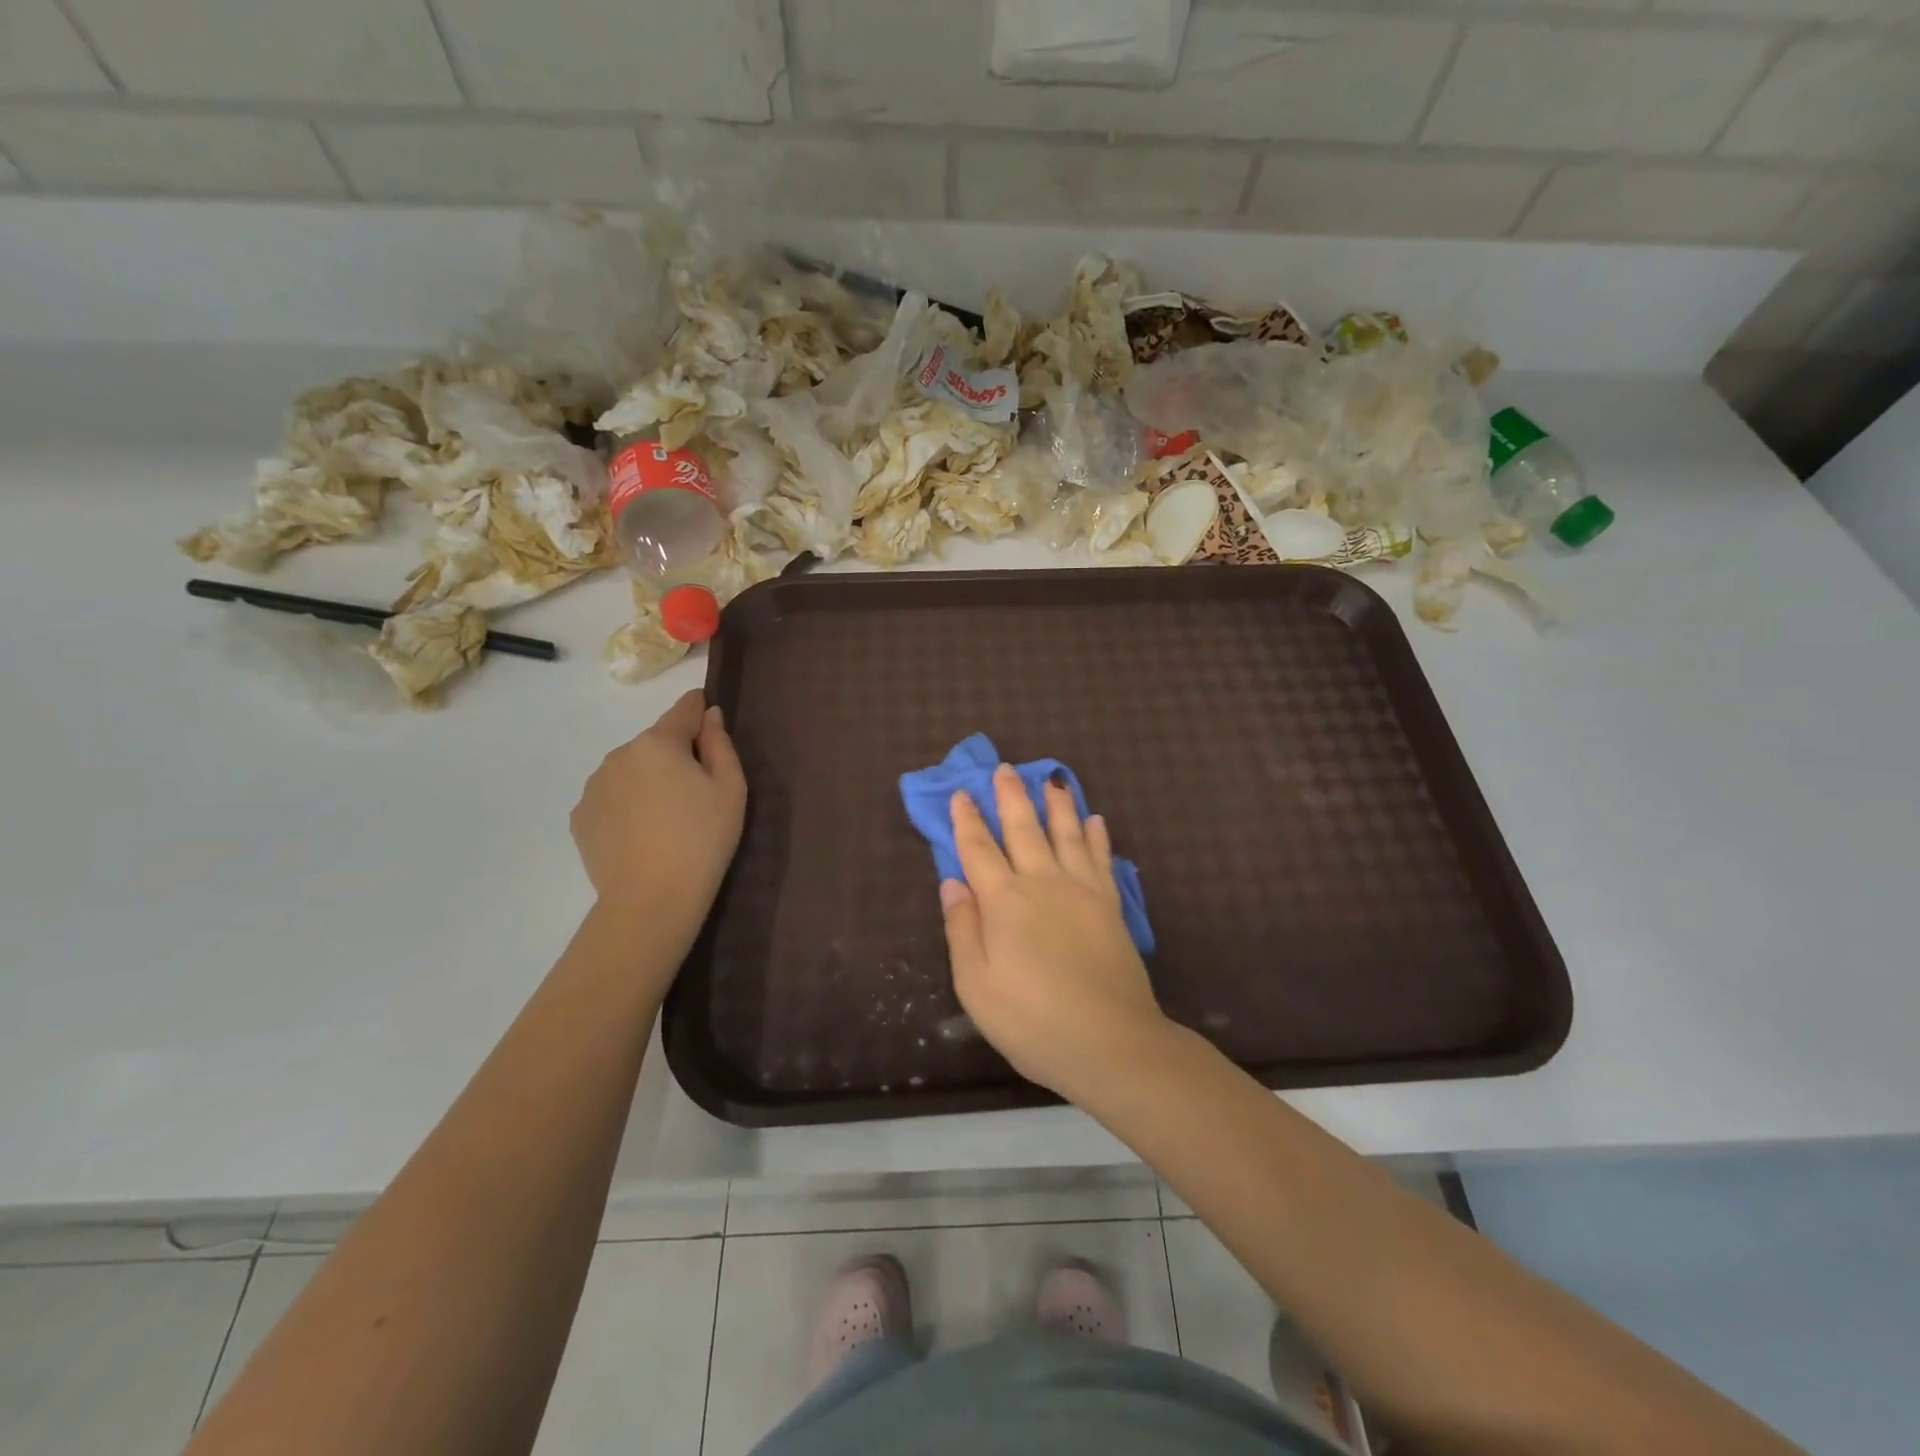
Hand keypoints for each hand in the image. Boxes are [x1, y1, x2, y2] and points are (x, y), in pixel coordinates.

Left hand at [571, 690, 745, 915]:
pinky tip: (642, 835)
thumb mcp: (730, 788)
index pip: (683, 709)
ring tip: (667, 820)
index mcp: (658, 742)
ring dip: (648, 781)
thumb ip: (720, 744)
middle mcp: (620, 754)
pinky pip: (611, 798)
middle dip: (675, 756)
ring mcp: (594, 786)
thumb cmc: (703, 839)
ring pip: (630, 770)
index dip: (699, 710)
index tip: (710, 721)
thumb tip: (709, 715)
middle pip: (656, 743)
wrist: (652, 899)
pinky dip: (627, 806)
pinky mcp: (580, 817)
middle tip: (697, 794)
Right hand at [939, 764, 1170, 1102]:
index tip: (961, 793)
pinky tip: (1096, 820)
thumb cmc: (1031, 1020)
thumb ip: (962, 928)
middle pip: (1023, 829)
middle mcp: (1042, 883)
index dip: (967, 821)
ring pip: (1066, 834)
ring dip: (1057, 804)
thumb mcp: (976, 985)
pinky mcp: (1111, 905)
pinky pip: (1101, 858)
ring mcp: (1082, 891)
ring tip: (1053, 779)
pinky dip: (1096, 836)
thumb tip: (952, 881)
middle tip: (1005, 769)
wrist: (1110, 1042)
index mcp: (1003, 901)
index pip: (978, 850)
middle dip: (1011, 797)